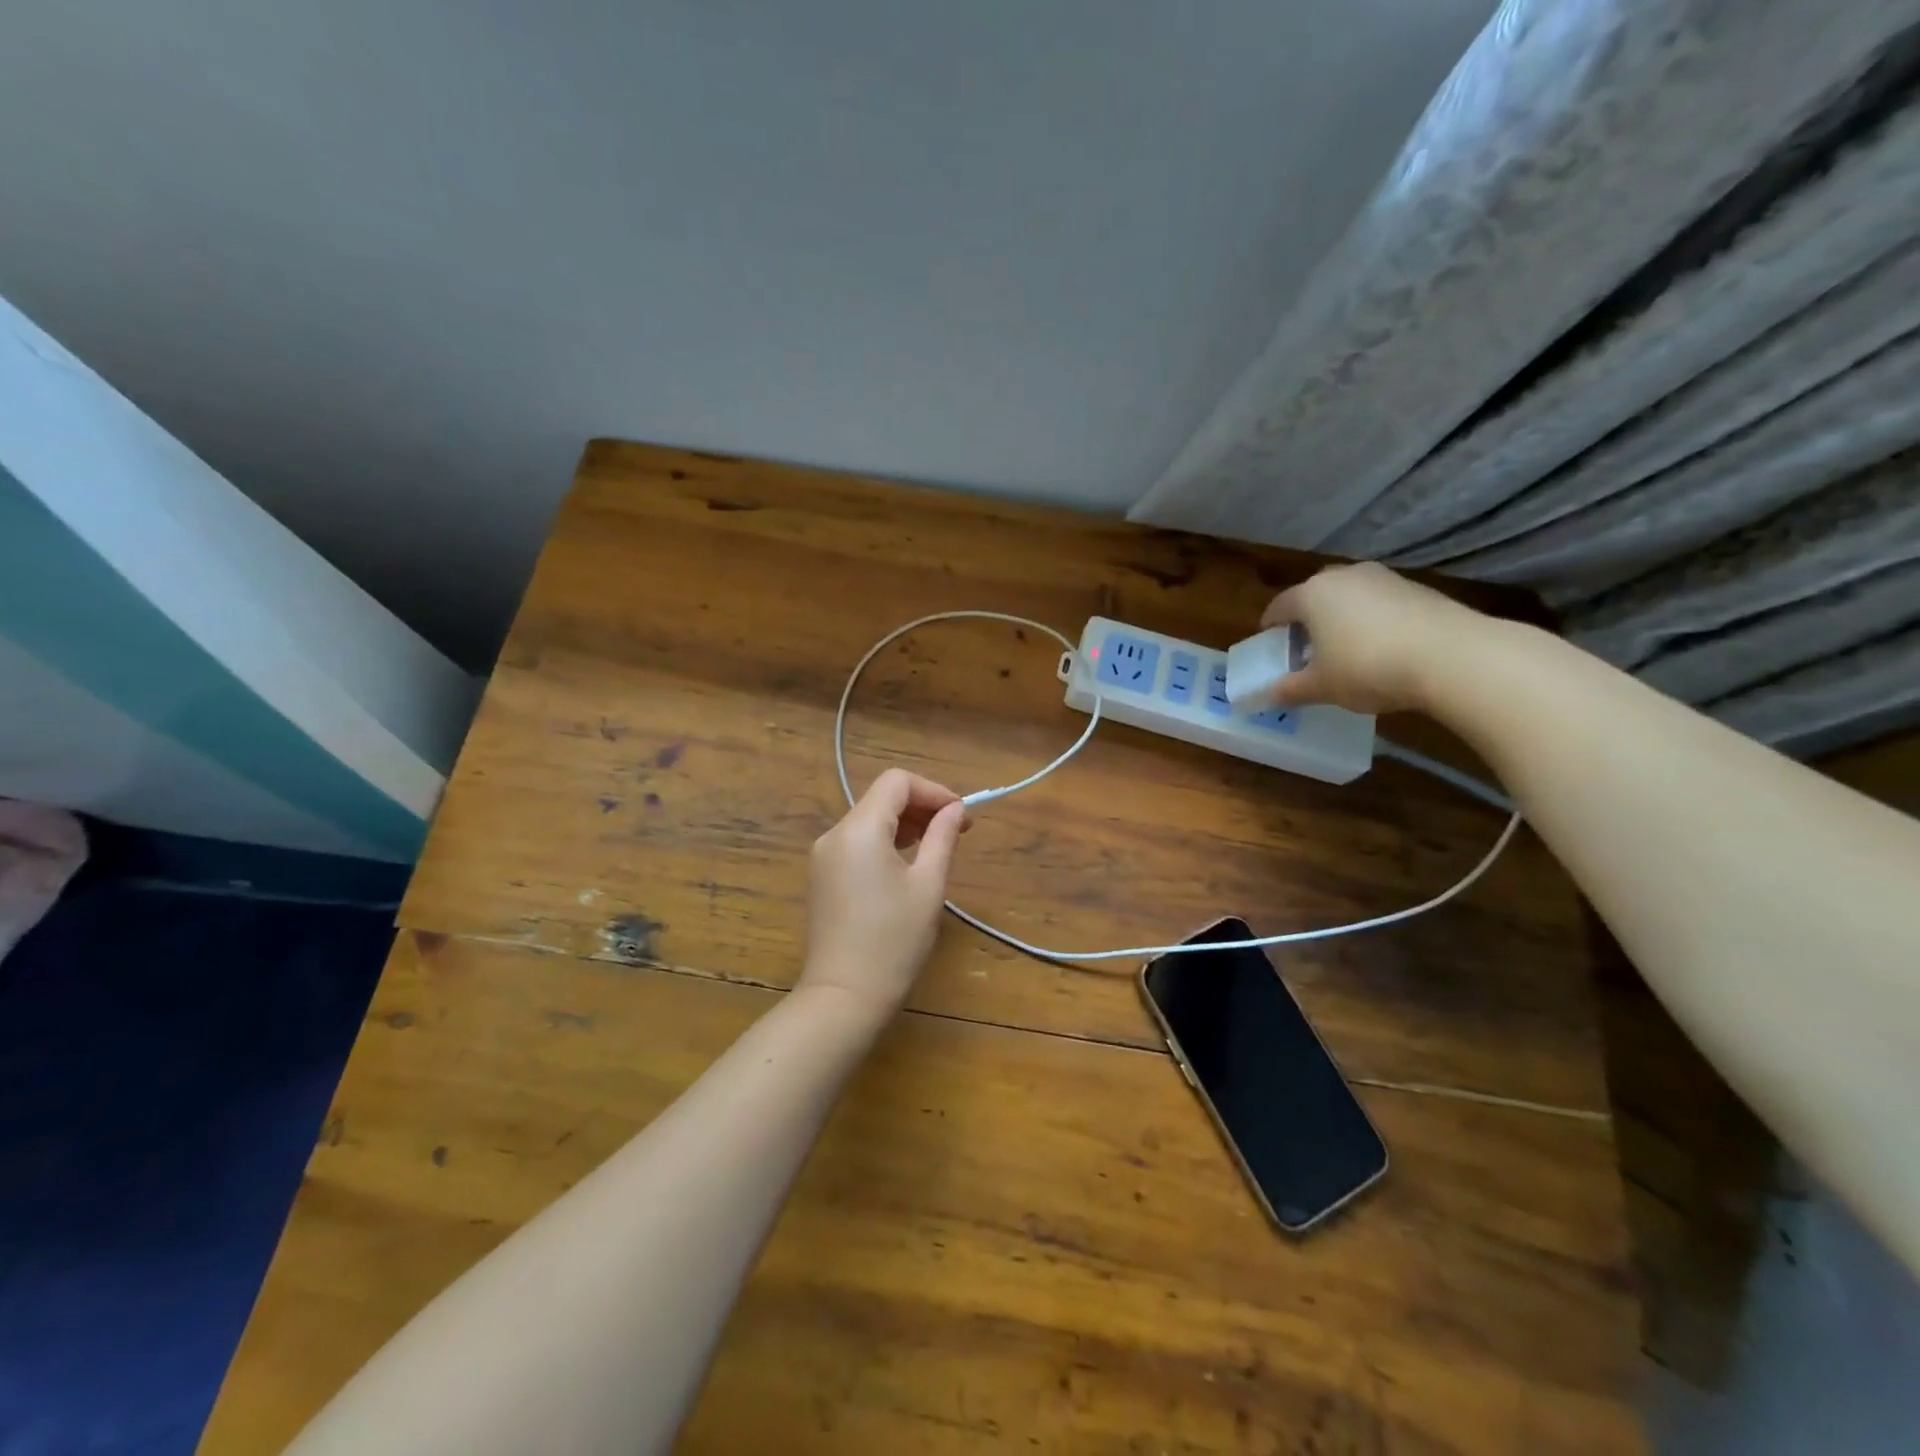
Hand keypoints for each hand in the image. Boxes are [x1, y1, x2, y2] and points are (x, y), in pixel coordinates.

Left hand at [800, 769, 968, 1020]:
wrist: (843, 997)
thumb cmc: (893, 941)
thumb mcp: (928, 886)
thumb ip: (942, 838)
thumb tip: (955, 809)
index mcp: (860, 829)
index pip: (897, 782)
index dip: (933, 791)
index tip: (961, 816)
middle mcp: (835, 834)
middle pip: (881, 798)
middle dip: (921, 806)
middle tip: (957, 831)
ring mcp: (823, 855)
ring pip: (869, 819)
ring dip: (905, 824)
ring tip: (937, 847)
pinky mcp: (821, 876)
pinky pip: (857, 842)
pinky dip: (885, 842)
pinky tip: (907, 864)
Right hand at [1259, 562, 1485, 714]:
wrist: (1451, 656)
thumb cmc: (1367, 667)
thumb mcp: (1321, 687)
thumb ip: (1290, 689)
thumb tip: (1265, 697)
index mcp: (1311, 594)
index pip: (1279, 607)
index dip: (1270, 628)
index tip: (1269, 645)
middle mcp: (1344, 576)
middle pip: (1314, 596)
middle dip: (1306, 620)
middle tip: (1305, 649)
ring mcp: (1384, 578)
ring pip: (1349, 597)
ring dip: (1341, 618)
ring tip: (1344, 650)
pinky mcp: (1417, 588)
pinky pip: (1380, 603)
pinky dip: (1372, 621)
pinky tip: (1381, 649)